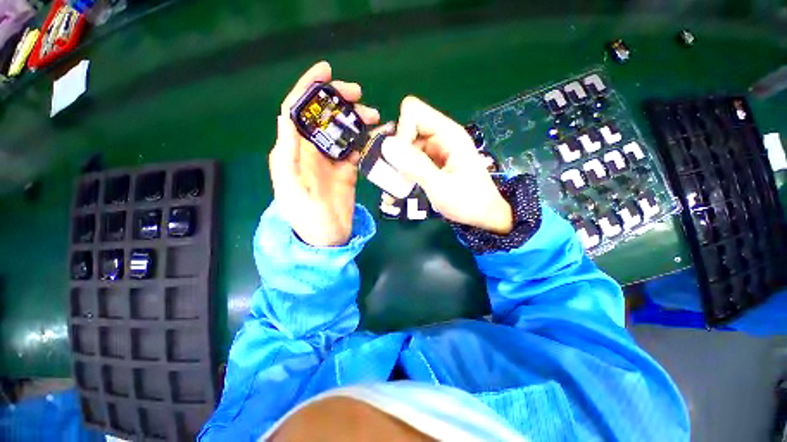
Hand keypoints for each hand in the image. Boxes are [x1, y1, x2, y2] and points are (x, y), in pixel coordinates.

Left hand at [269, 61, 379, 246]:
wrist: (326, 238)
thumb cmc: (306, 217)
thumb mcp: (290, 187)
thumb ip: (287, 154)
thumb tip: (286, 117)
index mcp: (294, 151)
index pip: (298, 111)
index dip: (309, 88)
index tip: (327, 71)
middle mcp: (311, 152)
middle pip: (323, 117)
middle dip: (339, 101)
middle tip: (359, 96)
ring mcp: (331, 161)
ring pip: (342, 131)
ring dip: (355, 120)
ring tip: (374, 116)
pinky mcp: (346, 171)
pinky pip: (355, 150)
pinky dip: (364, 141)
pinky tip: (374, 137)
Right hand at [382, 96, 512, 233]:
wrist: (485, 215)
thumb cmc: (467, 202)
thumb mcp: (440, 186)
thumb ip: (415, 166)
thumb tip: (388, 145)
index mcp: (448, 134)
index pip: (413, 111)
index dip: (403, 132)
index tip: (403, 159)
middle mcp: (442, 135)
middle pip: (408, 127)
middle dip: (399, 149)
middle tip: (399, 174)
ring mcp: (438, 148)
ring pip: (408, 144)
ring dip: (401, 161)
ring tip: (402, 183)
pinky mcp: (435, 160)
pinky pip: (414, 156)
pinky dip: (407, 168)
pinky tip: (408, 184)